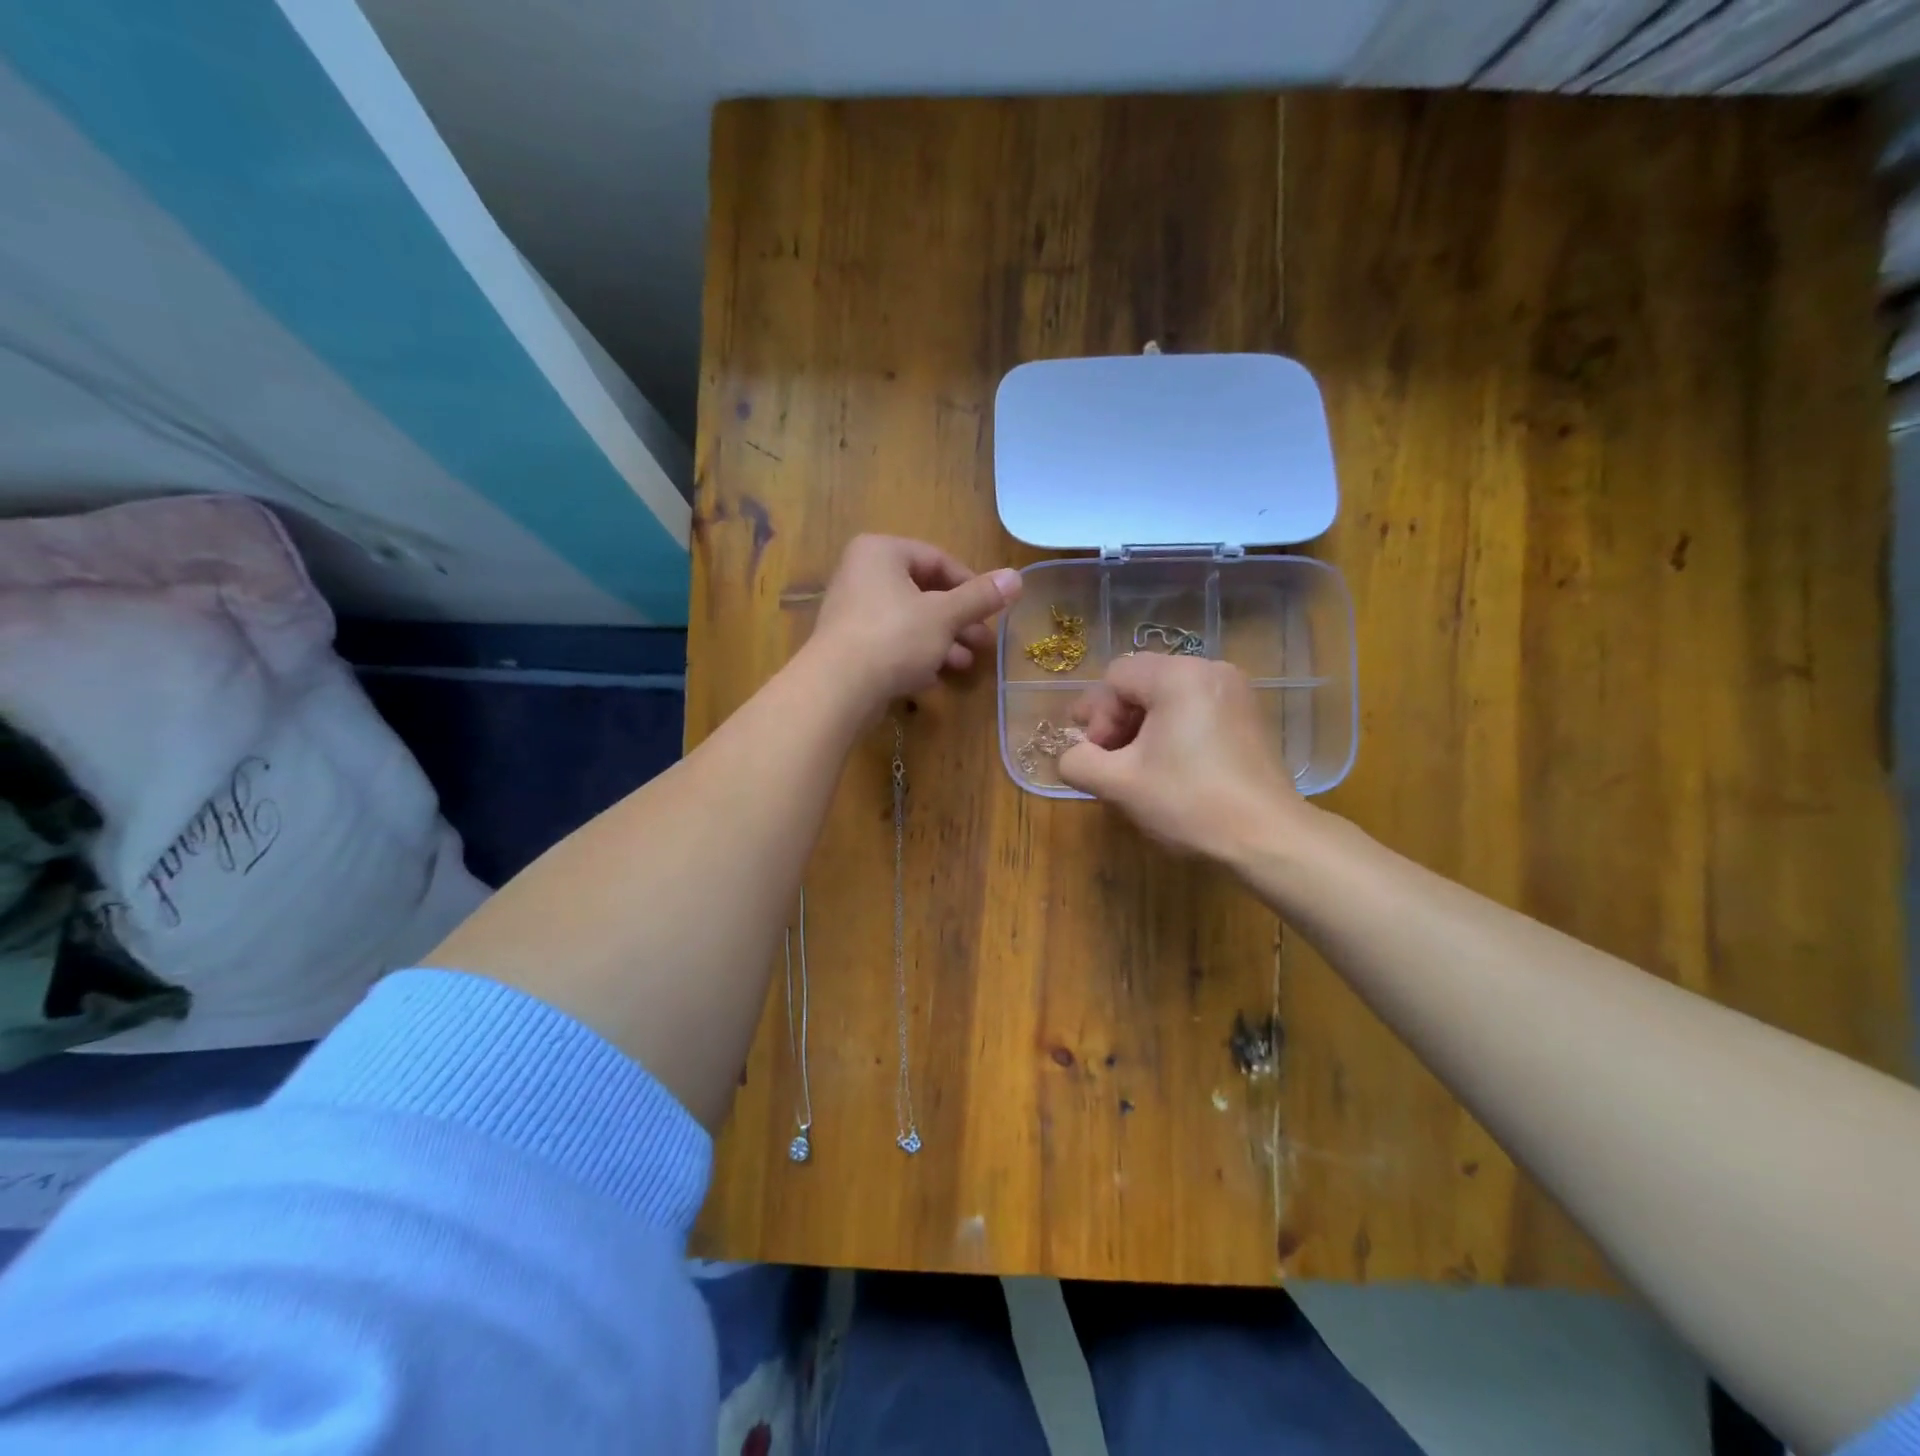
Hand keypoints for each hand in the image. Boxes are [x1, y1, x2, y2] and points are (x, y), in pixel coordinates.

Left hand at [807, 535, 1021, 708]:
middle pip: (924, 592)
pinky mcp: (849, 645)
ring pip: (909, 620)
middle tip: (984, 642)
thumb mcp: (945, 615)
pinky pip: (891, 643)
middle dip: (958, 620)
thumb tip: (1017, 577)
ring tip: (966, 664)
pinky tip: (934, 678)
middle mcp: (862, 574)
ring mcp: (852, 611)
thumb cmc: (894, 637)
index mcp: (881, 552)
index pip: (937, 559)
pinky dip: (915, 656)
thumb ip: (980, 597)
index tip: (992, 610)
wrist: (837, 688)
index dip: (971, 585)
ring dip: (942, 641)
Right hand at [1058, 655, 1310, 862]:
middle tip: (1111, 761)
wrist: (1267, 837)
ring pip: (1167, 696)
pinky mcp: (1247, 715)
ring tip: (1138, 767)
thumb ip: (1078, 762)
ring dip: (1142, 727)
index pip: (1116, 677)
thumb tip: (1072, 756)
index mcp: (1179, 676)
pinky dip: (1172, 730)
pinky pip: (1194, 708)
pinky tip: (1170, 766)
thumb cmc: (1189, 803)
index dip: (1097, 715)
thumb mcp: (1118, 784)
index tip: (1099, 755)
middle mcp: (1210, 670)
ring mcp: (1235, 691)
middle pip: (1142, 682)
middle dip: (1117, 720)